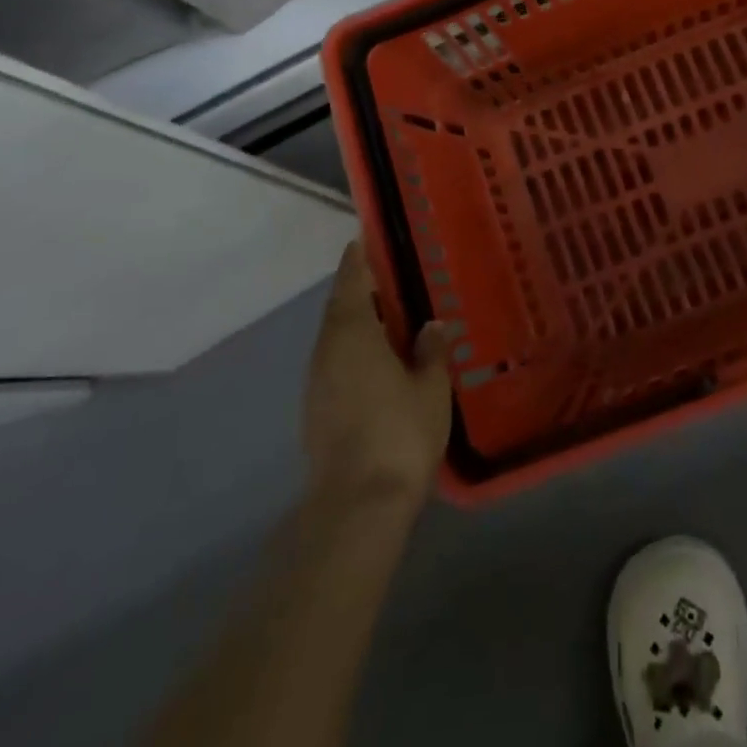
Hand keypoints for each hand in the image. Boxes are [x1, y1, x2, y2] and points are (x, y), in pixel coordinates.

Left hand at [302, 240, 450, 510]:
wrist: (357, 505)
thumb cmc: (400, 433)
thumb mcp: (430, 387)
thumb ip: (431, 351)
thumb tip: (432, 326)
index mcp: (352, 334)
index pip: (351, 282)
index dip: (357, 260)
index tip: (363, 240)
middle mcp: (326, 351)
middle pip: (338, 308)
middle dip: (357, 289)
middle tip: (385, 278)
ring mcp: (316, 383)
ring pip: (333, 337)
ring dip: (353, 321)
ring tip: (383, 316)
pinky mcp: (315, 411)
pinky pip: (333, 362)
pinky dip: (350, 349)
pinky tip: (374, 361)